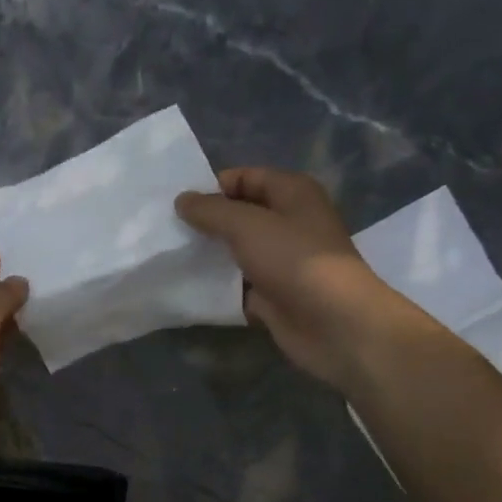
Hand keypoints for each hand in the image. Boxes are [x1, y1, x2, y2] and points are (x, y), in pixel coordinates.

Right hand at [176, 168, 390, 388]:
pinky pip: (239, 284)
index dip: (213, 187)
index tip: (178, 205)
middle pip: (240, 214)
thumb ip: (211, 211)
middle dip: (207, 222)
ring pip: (237, 251)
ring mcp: (282, 261)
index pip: (246, 177)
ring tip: (171, 258)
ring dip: (210, 256)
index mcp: (292, 193)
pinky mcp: (274, 294)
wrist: (333, 323)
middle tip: (168, 232)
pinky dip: (219, 287)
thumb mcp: (247, 225)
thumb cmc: (295, 261)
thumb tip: (182, 200)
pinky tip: (189, 288)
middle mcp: (289, 222)